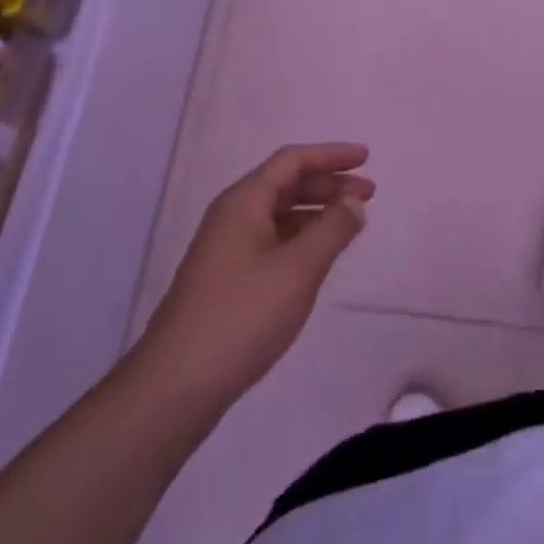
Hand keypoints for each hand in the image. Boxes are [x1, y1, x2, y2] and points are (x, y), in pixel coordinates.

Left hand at [135, 144, 373, 423]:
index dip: (331, 155)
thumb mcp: (298, 269)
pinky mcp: (226, 280)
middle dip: (329, 184)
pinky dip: (301, 237)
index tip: (366, 158)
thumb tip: (353, 202)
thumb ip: (332, 229)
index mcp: (244, 202)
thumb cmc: (242, 317)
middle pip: (286, 184)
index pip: (292, 161)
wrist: (175, 388)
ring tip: (350, 224)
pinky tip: (318, 257)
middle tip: (369, 194)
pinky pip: (272, 240)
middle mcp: (231, 217)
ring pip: (279, 214)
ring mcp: (225, 250)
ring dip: (317, 211)